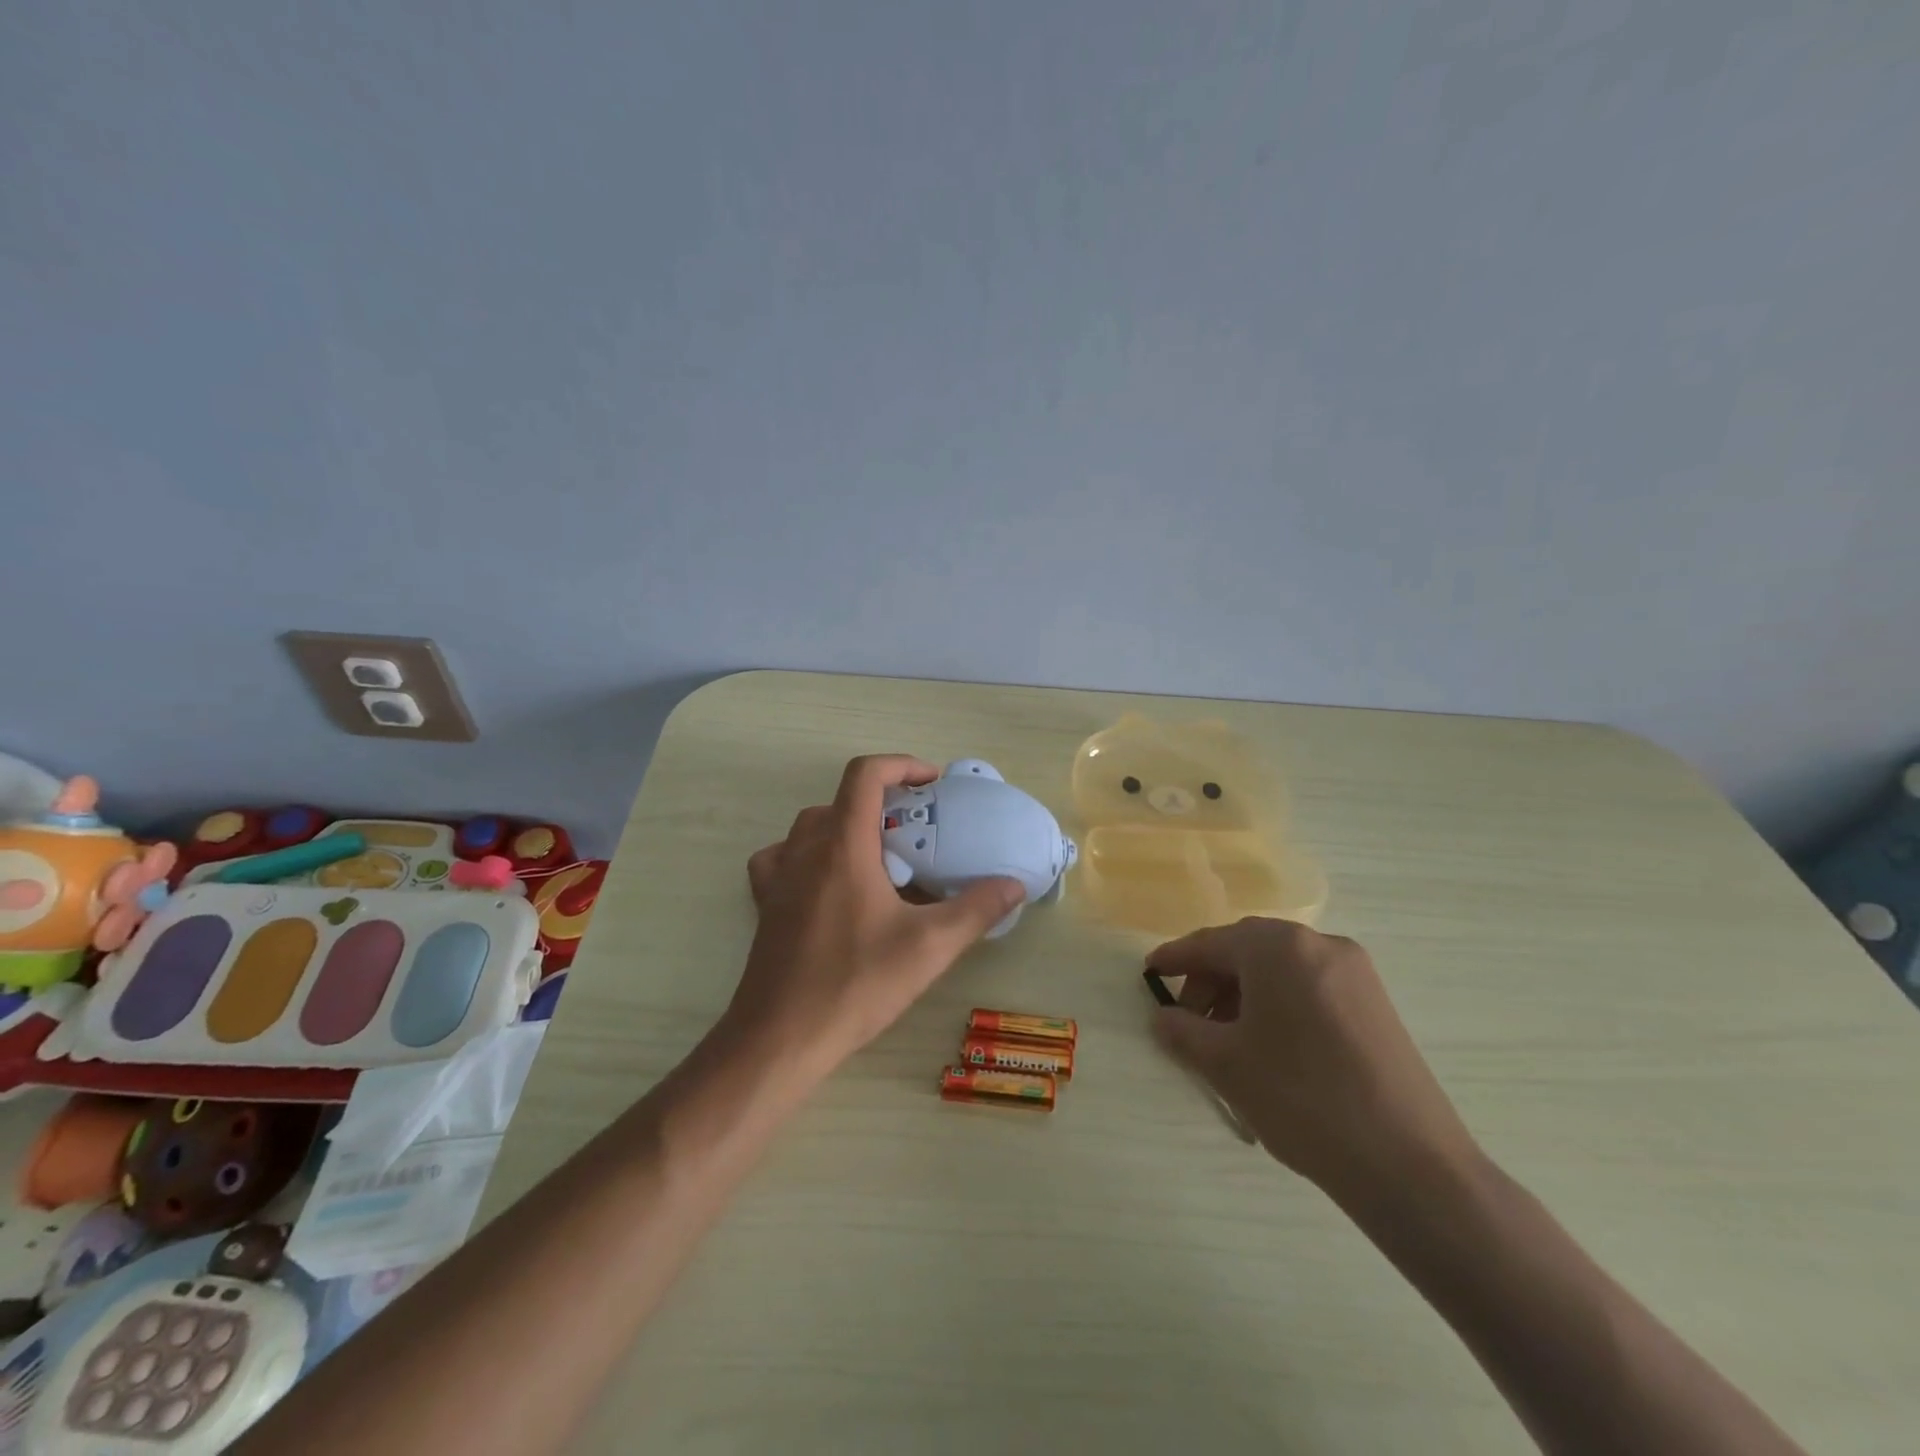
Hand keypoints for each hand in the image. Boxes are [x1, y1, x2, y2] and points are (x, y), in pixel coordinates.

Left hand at [728, 754, 1024, 1081]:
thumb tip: (1013, 884)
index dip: (901, 764)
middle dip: (884, 803)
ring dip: (848, 826)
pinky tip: (827, 883)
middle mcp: (805, 850)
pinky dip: (808, 855)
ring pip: (813, 826)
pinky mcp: (765, 904)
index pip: (865, 774)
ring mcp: (778, 876)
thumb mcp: (929, 947)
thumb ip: (976, 909)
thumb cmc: (855, 984)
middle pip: (843, 799)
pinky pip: (783, 858)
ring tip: (880, 857)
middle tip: (919, 833)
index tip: (932, 784)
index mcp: (843, 846)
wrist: (780, 1038)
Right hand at [1148, 918, 1479, 1204]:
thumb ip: (1183, 1032)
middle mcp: (1319, 945)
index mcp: (1278, 947)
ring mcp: (1355, 973)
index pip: (1211, 943)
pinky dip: (1279, 1005)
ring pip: (1280, 970)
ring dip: (1244, 995)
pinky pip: (1309, 988)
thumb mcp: (1226, 1064)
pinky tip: (1270, 1046)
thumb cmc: (1301, 1098)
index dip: (1175, 959)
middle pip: (1247, 951)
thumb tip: (1163, 1018)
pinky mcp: (1376, 1004)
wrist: (1410, 1165)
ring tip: (1228, 1041)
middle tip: (1188, 1022)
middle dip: (1210, 981)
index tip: (1149, 974)